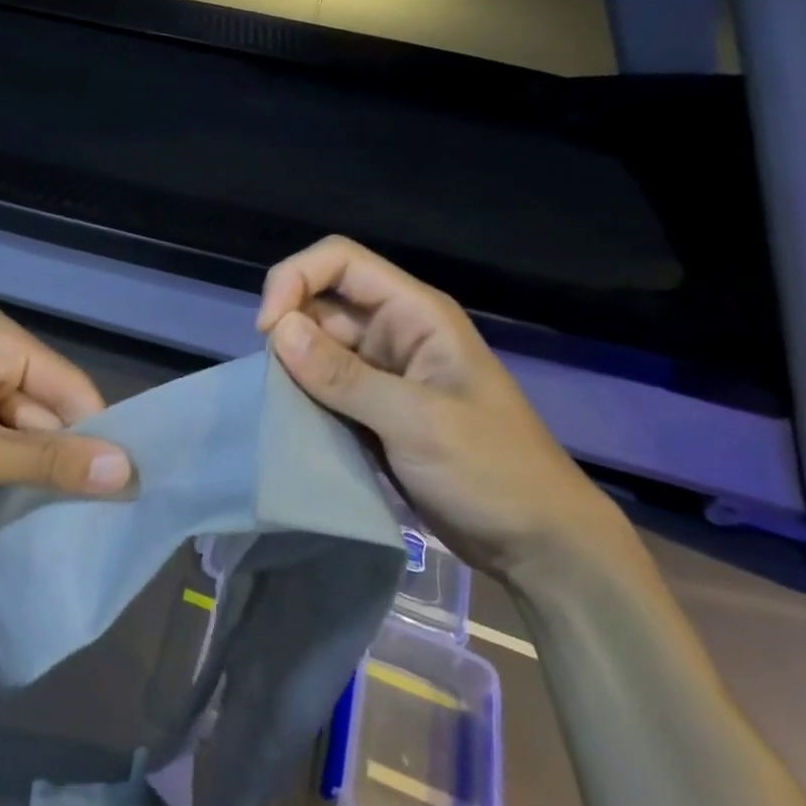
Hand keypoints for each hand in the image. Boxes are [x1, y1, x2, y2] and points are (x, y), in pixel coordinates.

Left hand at [0, 301, 133, 518]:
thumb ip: (52, 462)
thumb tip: (130, 471)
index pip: (69, 385)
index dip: (95, 435)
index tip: (118, 490)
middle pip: (40, 405)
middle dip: (54, 456)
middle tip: (83, 515)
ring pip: (11, 425)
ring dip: (22, 466)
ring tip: (48, 515)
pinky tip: (3, 501)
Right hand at [256, 236, 633, 581]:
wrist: (536, 544)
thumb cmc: (491, 471)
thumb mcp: (417, 421)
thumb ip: (344, 376)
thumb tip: (278, 330)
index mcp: (414, 314)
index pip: (340, 261)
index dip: (296, 279)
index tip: (269, 330)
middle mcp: (393, 331)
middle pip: (320, 301)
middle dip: (287, 329)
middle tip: (271, 381)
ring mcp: (380, 372)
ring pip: (314, 346)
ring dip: (290, 368)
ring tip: (278, 406)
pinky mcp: (370, 409)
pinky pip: (321, 386)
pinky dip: (300, 398)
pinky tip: (290, 424)